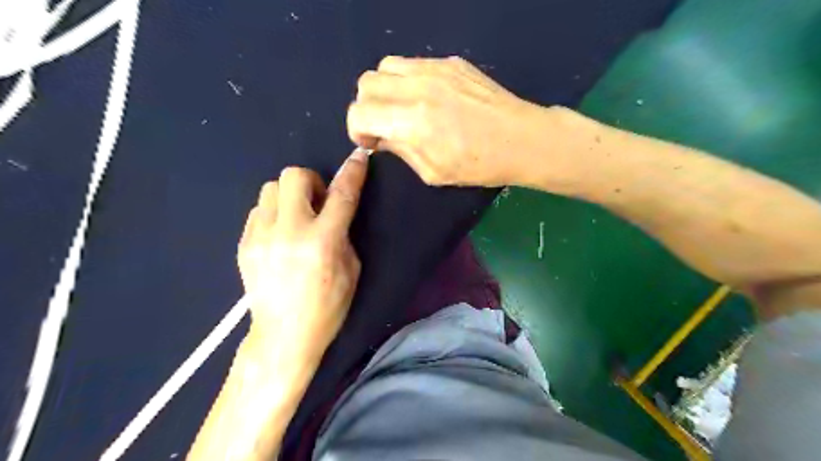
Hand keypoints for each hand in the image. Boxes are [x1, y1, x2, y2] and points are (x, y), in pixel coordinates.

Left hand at [236, 150, 366, 362]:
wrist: (284, 335)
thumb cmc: (328, 306)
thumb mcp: (351, 270)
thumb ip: (343, 234)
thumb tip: (334, 211)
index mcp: (323, 241)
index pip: (342, 195)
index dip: (352, 172)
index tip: (358, 157)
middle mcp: (289, 232)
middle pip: (293, 176)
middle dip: (311, 182)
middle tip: (318, 204)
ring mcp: (261, 237)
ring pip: (270, 188)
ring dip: (289, 197)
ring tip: (296, 219)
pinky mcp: (244, 244)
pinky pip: (258, 210)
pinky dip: (273, 213)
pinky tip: (280, 235)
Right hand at [348, 55, 550, 186]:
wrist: (522, 140)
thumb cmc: (480, 166)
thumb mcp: (433, 172)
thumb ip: (401, 150)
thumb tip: (380, 137)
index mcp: (413, 122)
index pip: (360, 112)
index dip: (357, 130)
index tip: (370, 143)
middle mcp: (418, 88)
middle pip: (366, 83)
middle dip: (366, 108)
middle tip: (383, 127)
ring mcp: (436, 69)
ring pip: (386, 66)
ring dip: (384, 89)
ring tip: (400, 109)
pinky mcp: (451, 62)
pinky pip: (413, 63)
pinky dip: (407, 81)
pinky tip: (425, 99)